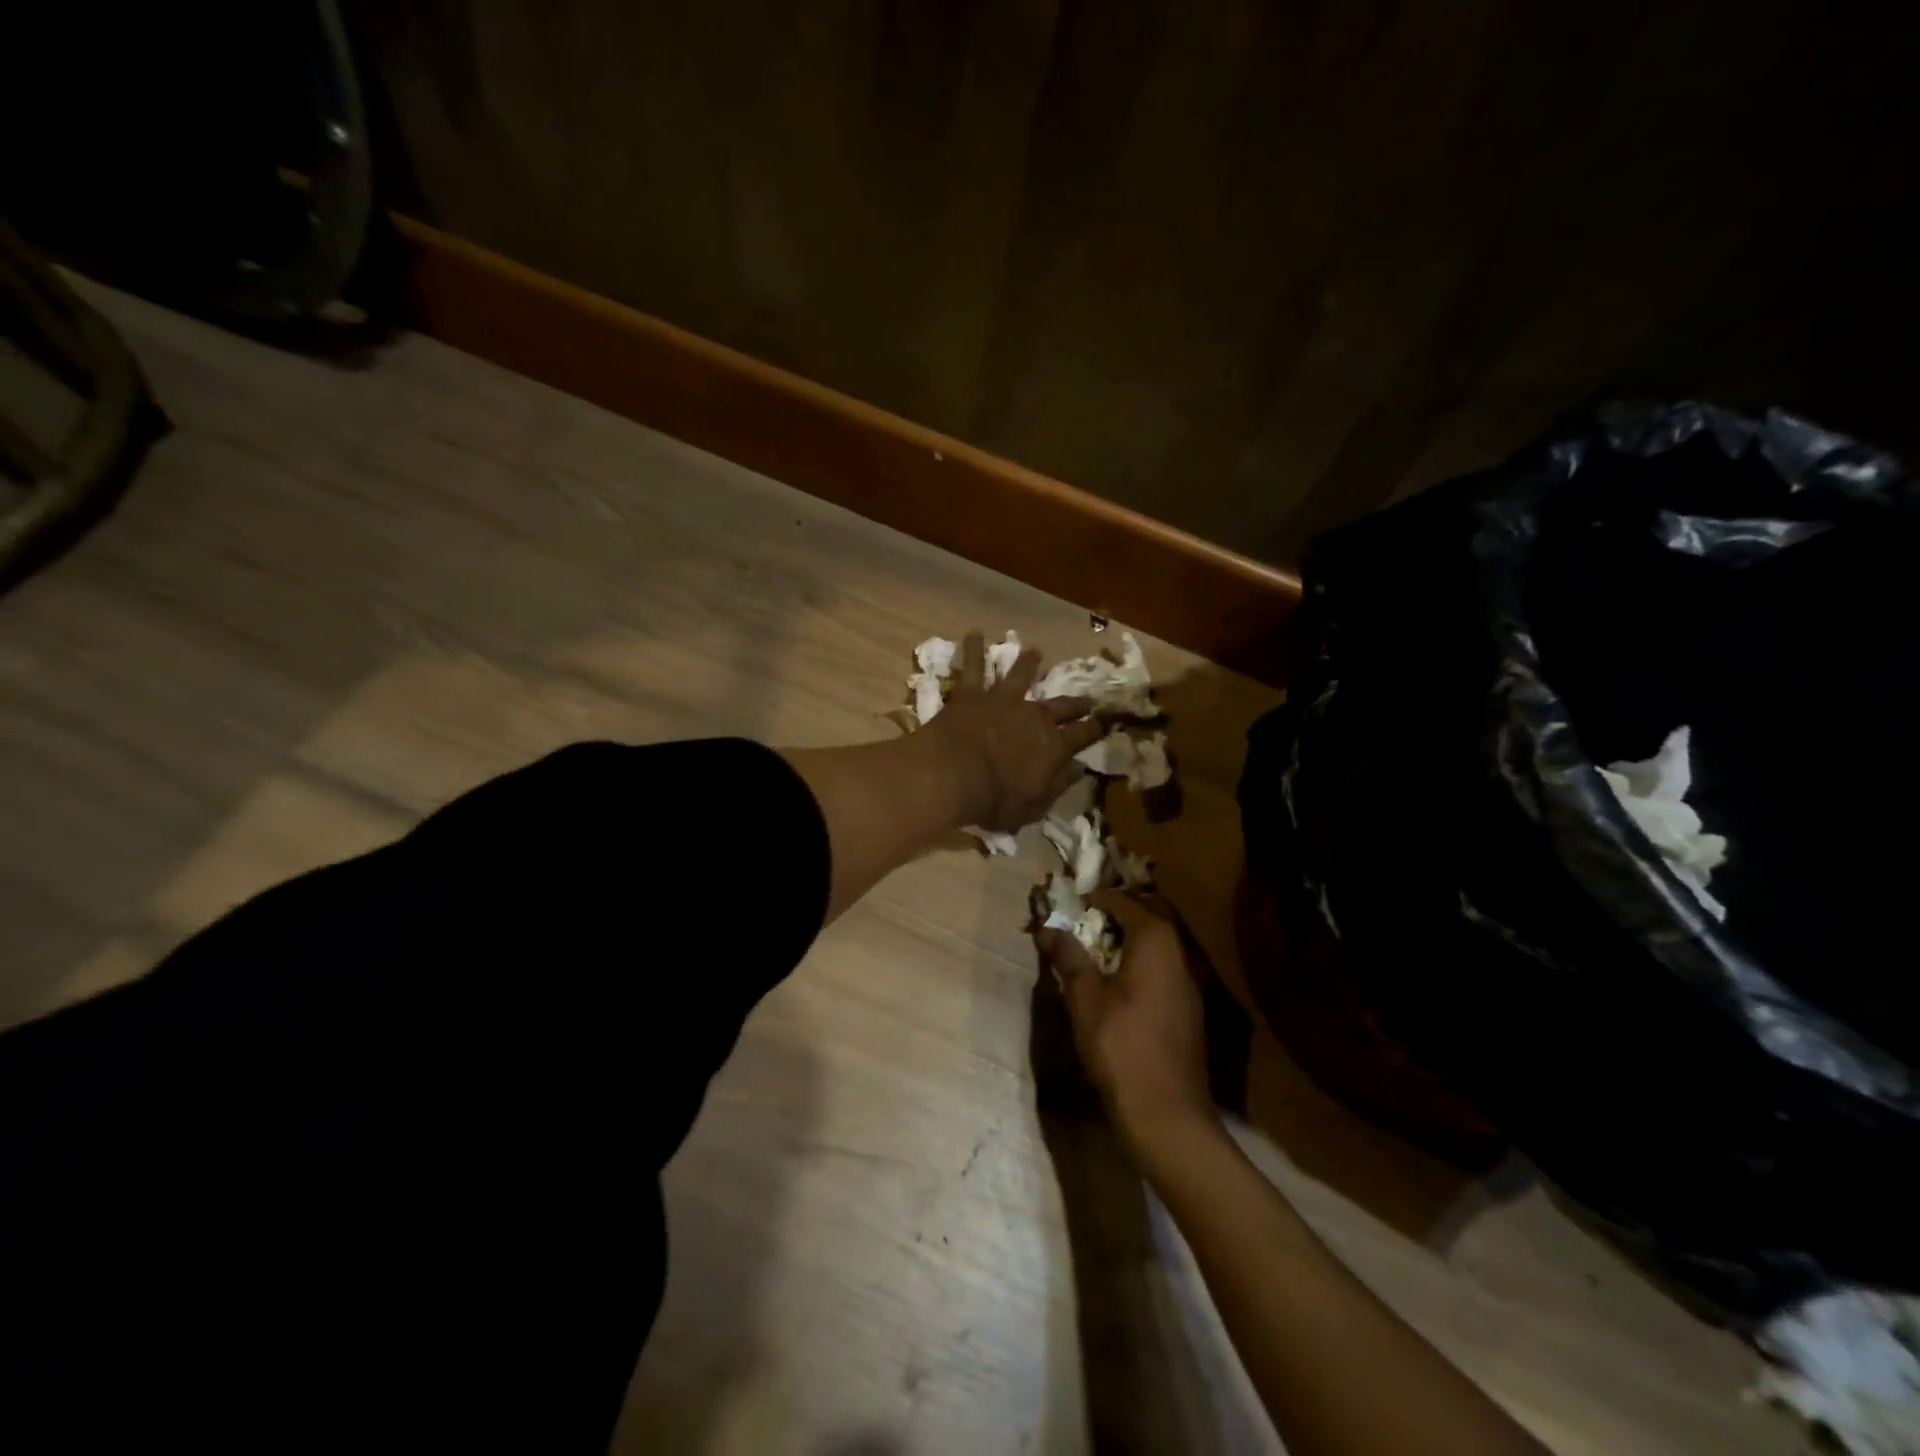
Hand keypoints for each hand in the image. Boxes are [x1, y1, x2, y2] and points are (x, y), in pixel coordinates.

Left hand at [926, 632, 1102, 831]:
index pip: (1082, 736)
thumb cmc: (994, 800)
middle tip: (1087, 698)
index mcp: (1053, 747)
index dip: (1094, 730)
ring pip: (1020, 675)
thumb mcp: (1033, 806)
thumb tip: (1079, 769)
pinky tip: (974, 633)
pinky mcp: (973, 693)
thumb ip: (1057, 786)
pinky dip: (973, 649)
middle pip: (1061, 705)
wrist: (953, 775)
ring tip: (1035, 652)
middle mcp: (1034, 716)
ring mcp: (1003, 700)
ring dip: (1028, 663)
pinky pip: (973, 666)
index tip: (1104, 724)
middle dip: (1076, 702)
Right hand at [1035, 890, 1217, 1147]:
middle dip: (1117, 909)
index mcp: (1156, 940)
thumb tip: (1048, 927)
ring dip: (1131, 933)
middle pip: (1150, 912)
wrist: (1167, 1113)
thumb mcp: (1085, 998)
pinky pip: (1165, 963)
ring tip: (1096, 944)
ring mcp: (1190, 979)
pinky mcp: (1189, 1005)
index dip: (1093, 898)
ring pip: (1160, 938)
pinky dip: (1142, 957)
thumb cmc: (1121, 1047)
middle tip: (1084, 917)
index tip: (1067, 904)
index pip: (1123, 900)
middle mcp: (1180, 950)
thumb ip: (1069, 957)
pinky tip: (1119, 978)